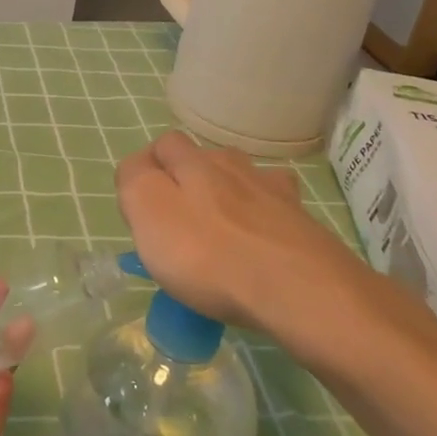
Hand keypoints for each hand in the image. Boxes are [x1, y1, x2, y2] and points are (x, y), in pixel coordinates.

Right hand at [116, 131, 391, 357]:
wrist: (298, 290)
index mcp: (193, 162)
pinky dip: (263, 216)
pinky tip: (260, 237)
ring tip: (219, 231)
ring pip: (241, 179)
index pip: (163, 146)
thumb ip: (135, 181)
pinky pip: (275, 207)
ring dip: (226, 195)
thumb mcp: (149, 212)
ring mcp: (272, 190)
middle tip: (177, 225)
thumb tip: (139, 169)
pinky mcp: (301, 221)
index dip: (147, 171)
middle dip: (186, 181)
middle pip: (203, 159)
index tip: (141, 211)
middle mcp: (233, 165)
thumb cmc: (208, 254)